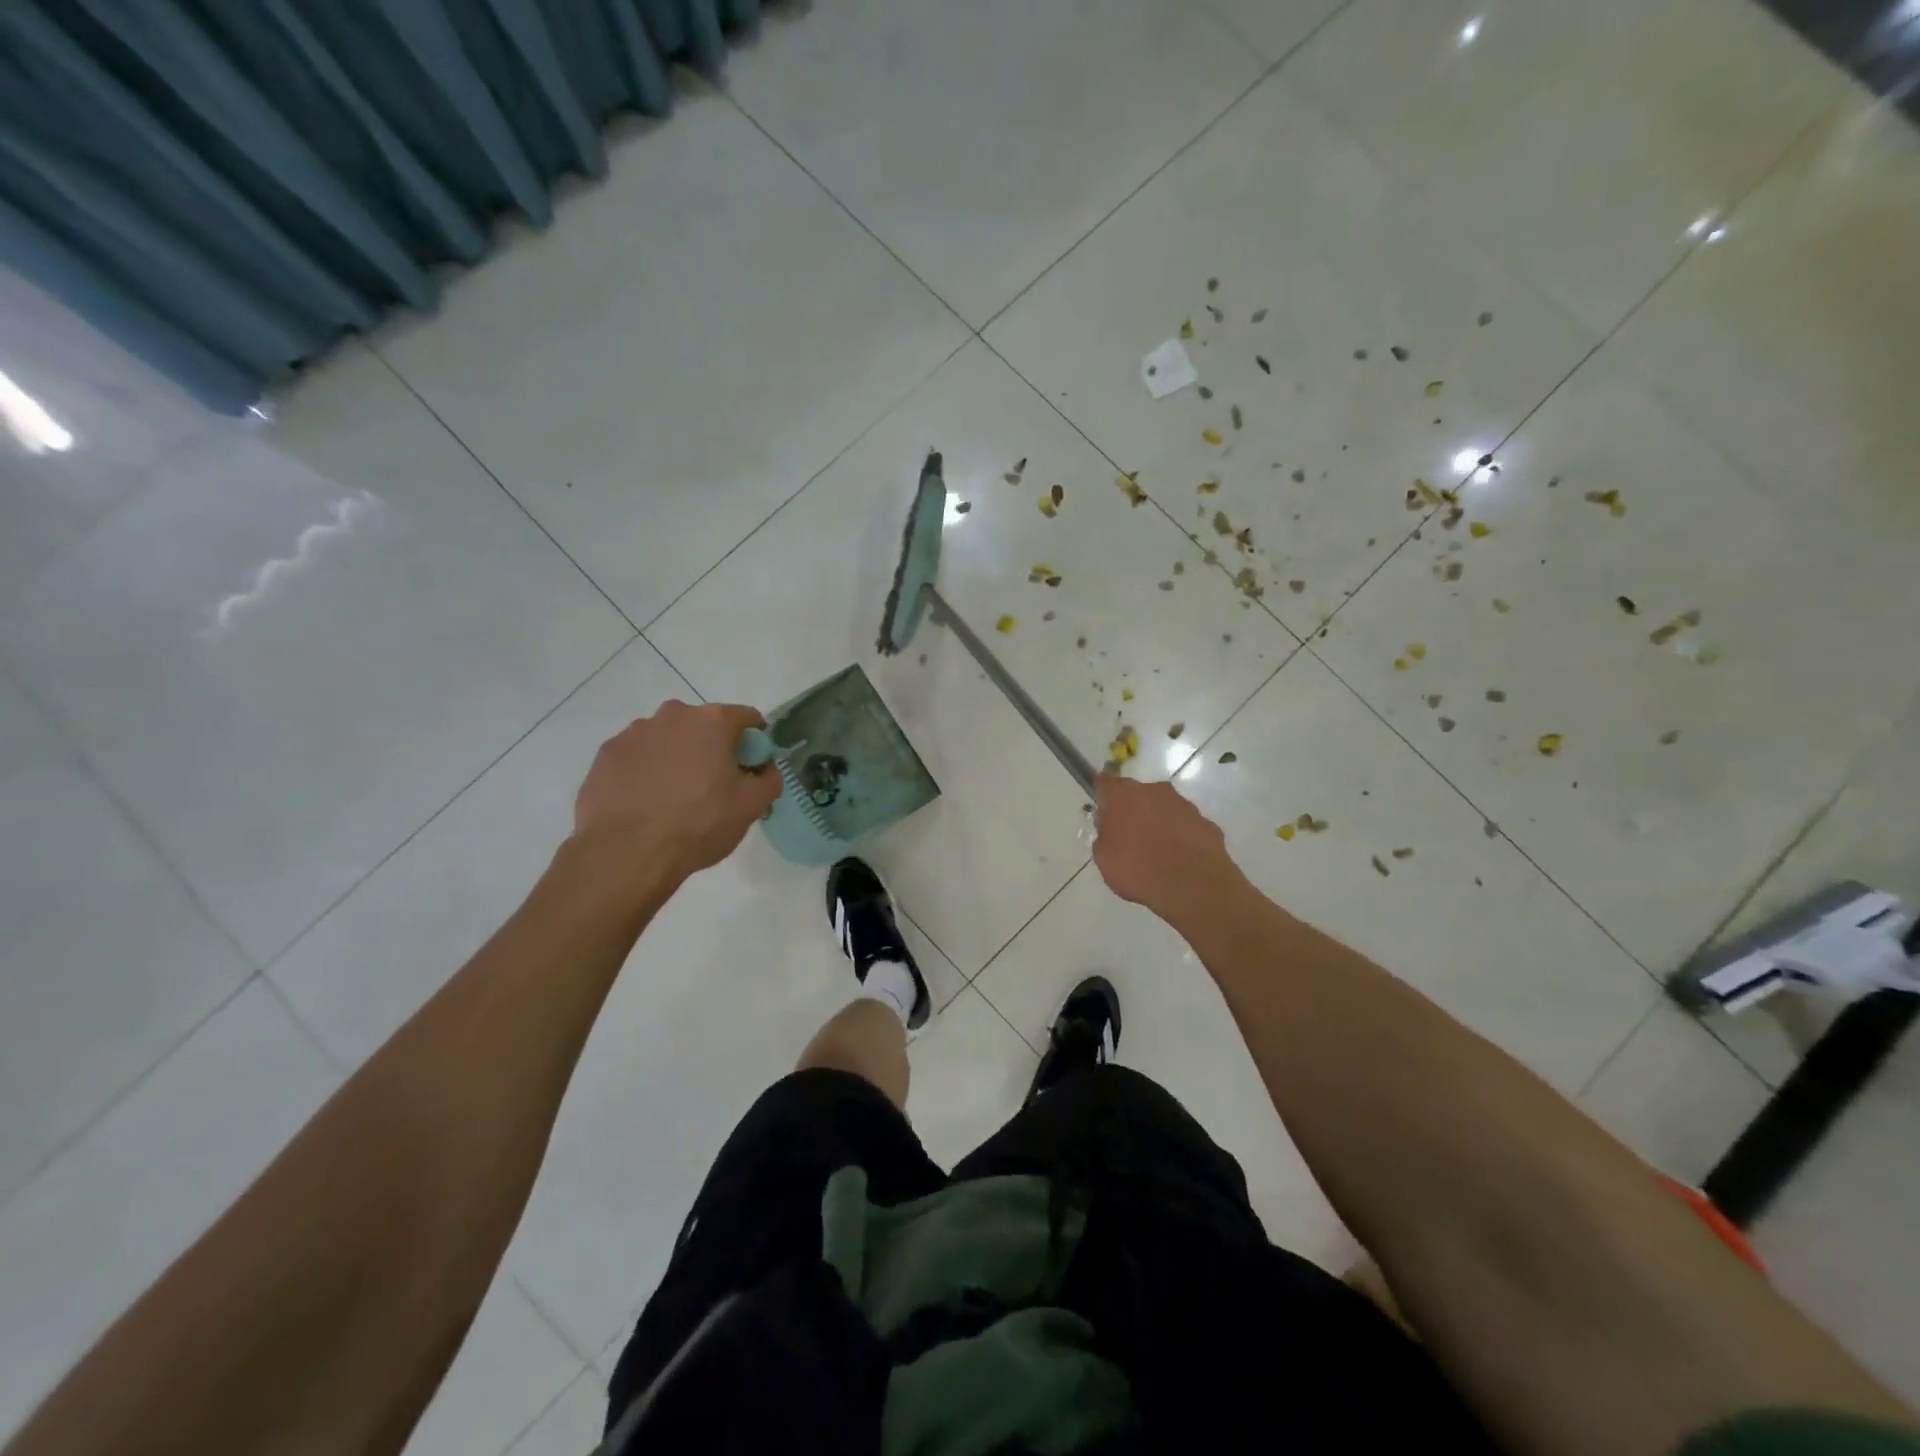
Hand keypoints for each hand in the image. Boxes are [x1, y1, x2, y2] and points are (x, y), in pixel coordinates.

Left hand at [574, 700, 780, 876]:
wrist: (626, 852)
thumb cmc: (699, 824)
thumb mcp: (751, 806)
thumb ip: (769, 779)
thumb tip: (764, 770)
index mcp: (712, 721)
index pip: (747, 718)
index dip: (755, 742)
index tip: (751, 768)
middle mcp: (673, 715)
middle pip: (703, 725)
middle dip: (712, 748)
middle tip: (713, 786)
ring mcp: (634, 732)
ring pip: (667, 739)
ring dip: (676, 757)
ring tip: (674, 798)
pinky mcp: (606, 754)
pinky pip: (637, 756)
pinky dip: (645, 771)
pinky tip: (646, 802)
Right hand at [1092, 775, 1242, 925]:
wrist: (1192, 887)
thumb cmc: (1137, 869)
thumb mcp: (1103, 857)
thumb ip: (1104, 836)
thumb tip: (1110, 829)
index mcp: (1125, 795)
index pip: (1105, 783)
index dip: (1102, 795)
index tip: (1101, 808)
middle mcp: (1156, 791)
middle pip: (1138, 794)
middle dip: (1133, 810)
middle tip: (1128, 836)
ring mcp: (1185, 806)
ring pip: (1165, 809)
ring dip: (1159, 822)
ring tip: (1156, 852)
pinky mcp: (1207, 824)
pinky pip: (1187, 827)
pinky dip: (1181, 837)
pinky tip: (1178, 860)